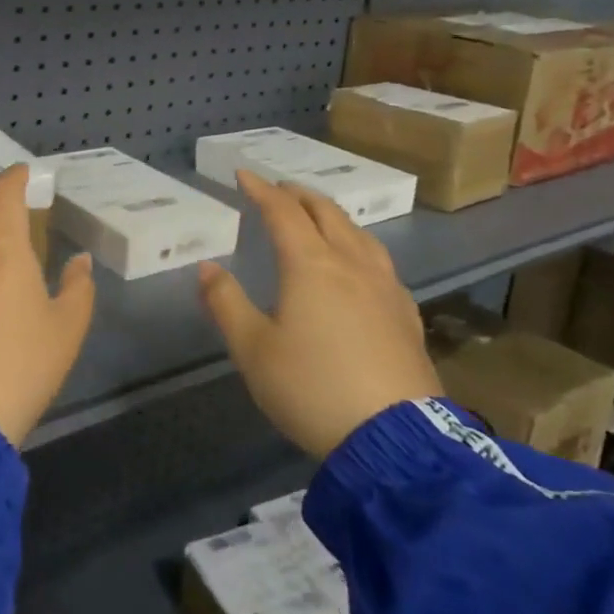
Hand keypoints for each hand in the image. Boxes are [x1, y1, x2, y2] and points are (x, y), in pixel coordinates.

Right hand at [199, 170, 441, 458]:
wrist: (394, 439)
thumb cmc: (312, 389)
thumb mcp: (253, 350)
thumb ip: (226, 303)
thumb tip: (207, 267)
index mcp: (312, 265)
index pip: (283, 212)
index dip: (261, 190)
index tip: (243, 174)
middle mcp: (351, 264)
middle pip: (326, 213)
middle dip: (299, 195)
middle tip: (279, 189)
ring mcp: (385, 288)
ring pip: (359, 234)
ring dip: (332, 216)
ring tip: (318, 216)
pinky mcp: (406, 315)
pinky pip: (379, 262)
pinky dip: (358, 245)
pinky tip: (359, 265)